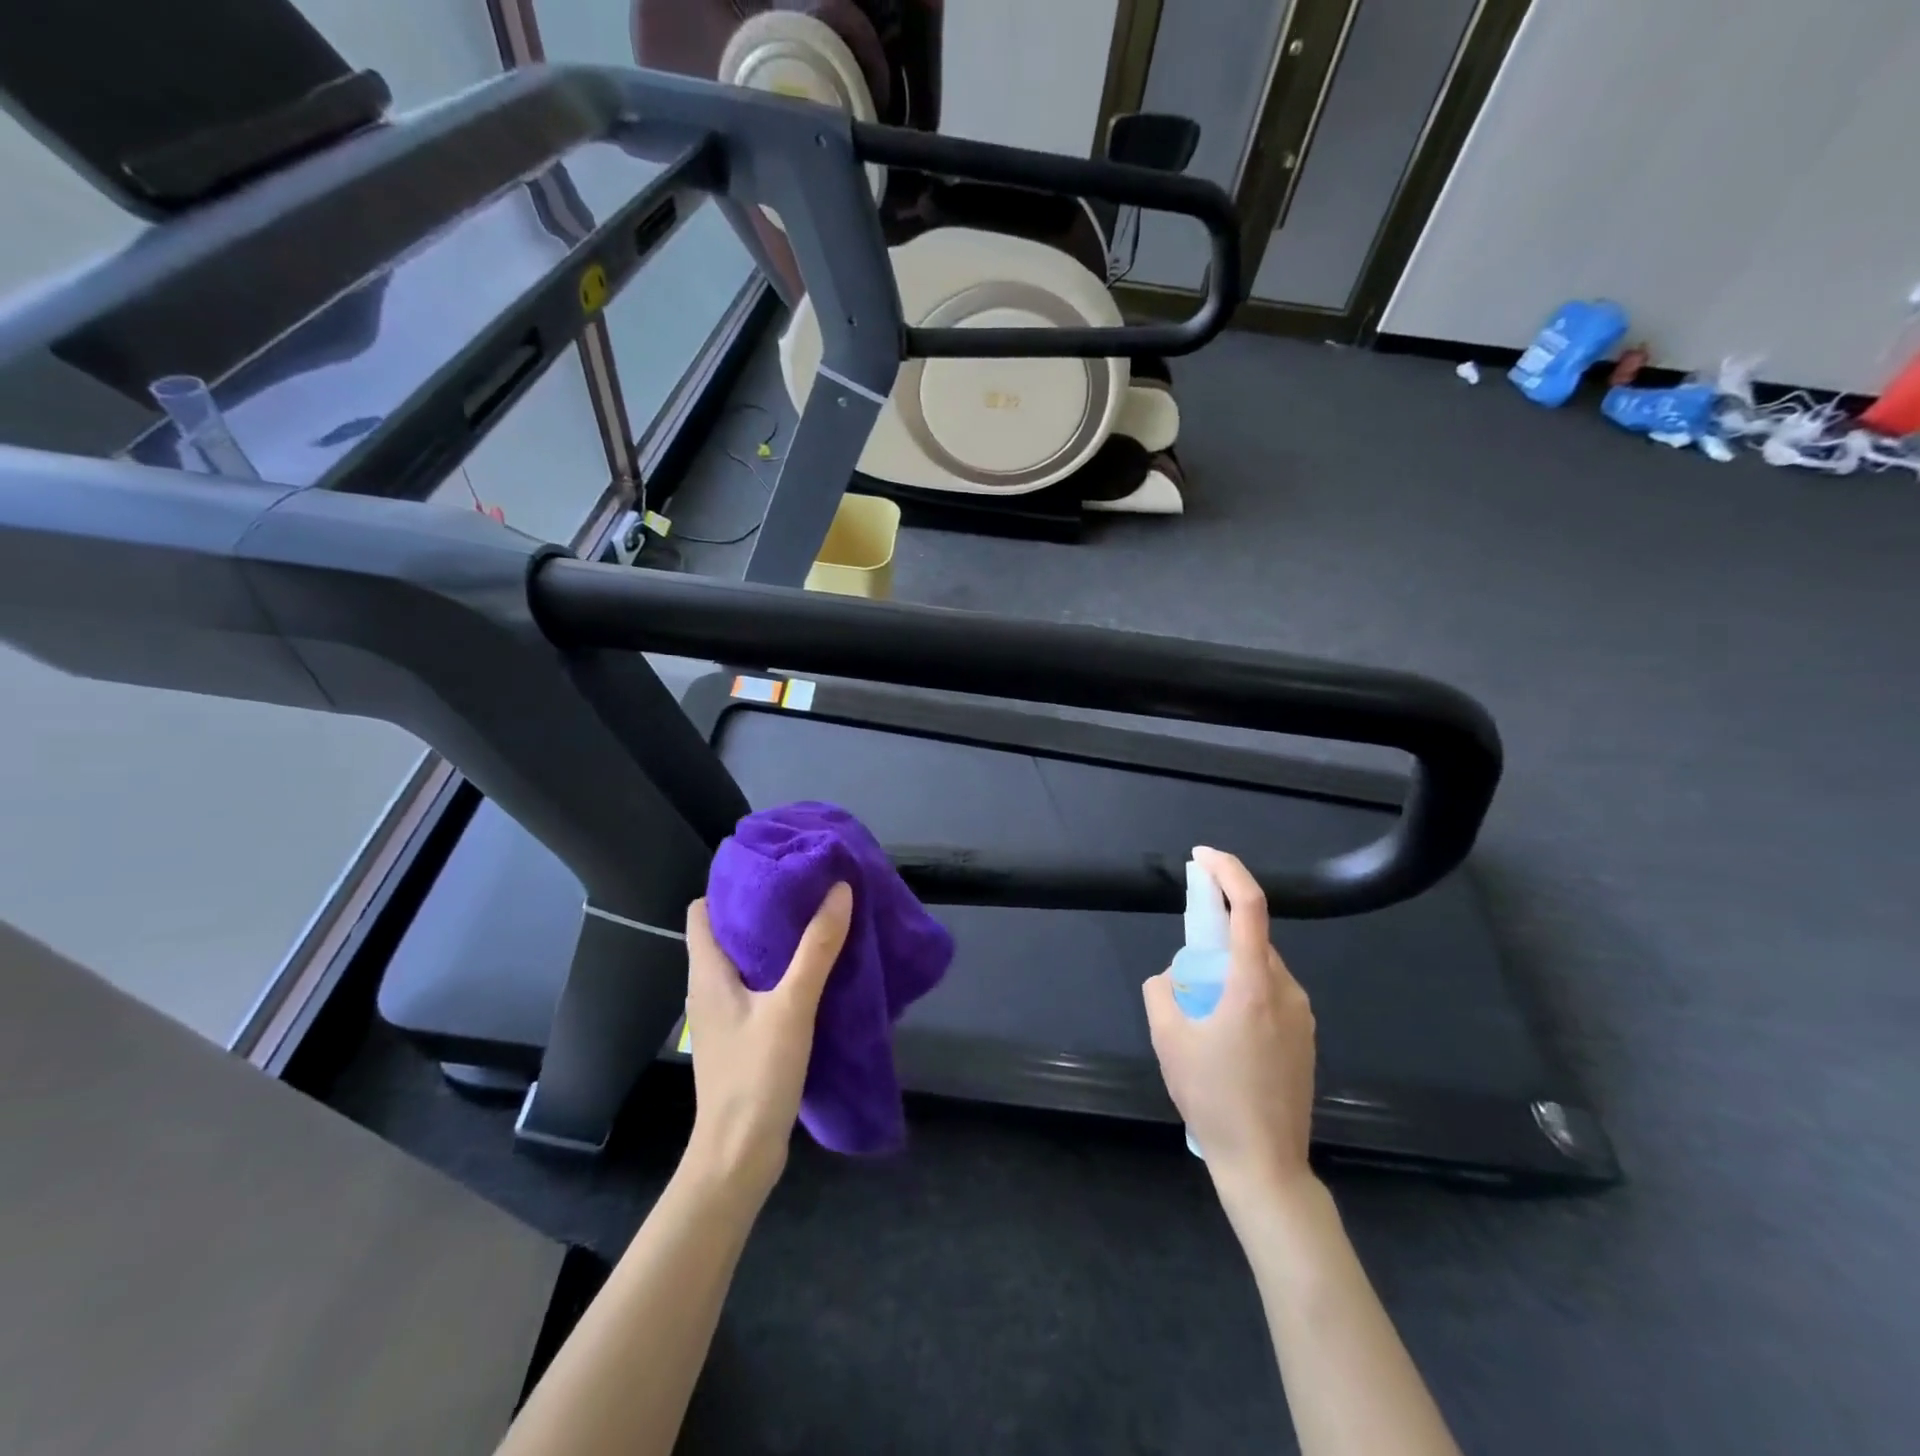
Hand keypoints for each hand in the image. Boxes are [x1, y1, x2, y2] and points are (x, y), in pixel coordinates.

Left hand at [682, 882, 852, 1198]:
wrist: (739, 1156)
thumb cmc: (755, 1076)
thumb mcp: (791, 1006)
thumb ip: (816, 948)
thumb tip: (839, 889)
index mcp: (707, 973)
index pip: (703, 911)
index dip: (732, 885)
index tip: (773, 867)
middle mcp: (709, 988)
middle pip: (728, 931)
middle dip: (765, 907)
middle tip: (808, 886)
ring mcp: (725, 1014)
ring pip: (747, 960)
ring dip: (777, 940)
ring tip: (817, 919)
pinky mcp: (743, 1035)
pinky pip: (760, 986)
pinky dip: (782, 970)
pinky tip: (815, 970)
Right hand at [1142, 847, 1316, 1198]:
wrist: (1266, 1163)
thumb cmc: (1214, 1097)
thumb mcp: (1169, 1040)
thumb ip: (1161, 992)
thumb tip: (1170, 977)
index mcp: (1254, 985)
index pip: (1249, 907)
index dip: (1228, 871)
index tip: (1202, 856)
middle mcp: (1286, 991)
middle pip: (1253, 938)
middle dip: (1218, 931)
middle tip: (1187, 959)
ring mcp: (1303, 1016)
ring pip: (1262, 968)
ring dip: (1230, 967)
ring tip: (1202, 1009)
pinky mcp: (1306, 1039)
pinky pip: (1272, 994)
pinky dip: (1245, 990)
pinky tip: (1225, 1032)